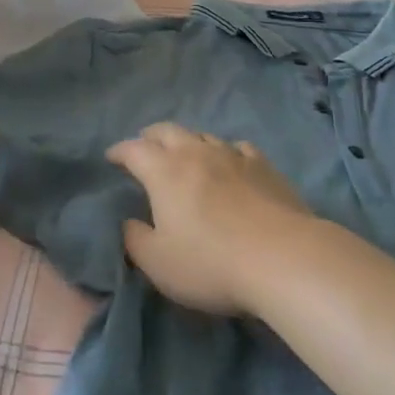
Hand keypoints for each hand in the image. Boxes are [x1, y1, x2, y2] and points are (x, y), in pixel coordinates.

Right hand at [108, 124, 310, 315]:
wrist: (282, 257)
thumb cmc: (211, 263)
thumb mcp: (158, 263)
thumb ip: (135, 239)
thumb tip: (128, 222)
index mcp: (164, 172)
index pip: (134, 150)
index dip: (119, 151)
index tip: (111, 157)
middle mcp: (195, 153)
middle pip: (167, 131)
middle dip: (151, 136)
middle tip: (144, 146)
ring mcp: (232, 155)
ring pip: (202, 135)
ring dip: (187, 141)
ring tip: (184, 153)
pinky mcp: (263, 166)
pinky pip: (238, 147)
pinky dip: (226, 151)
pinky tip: (230, 161)